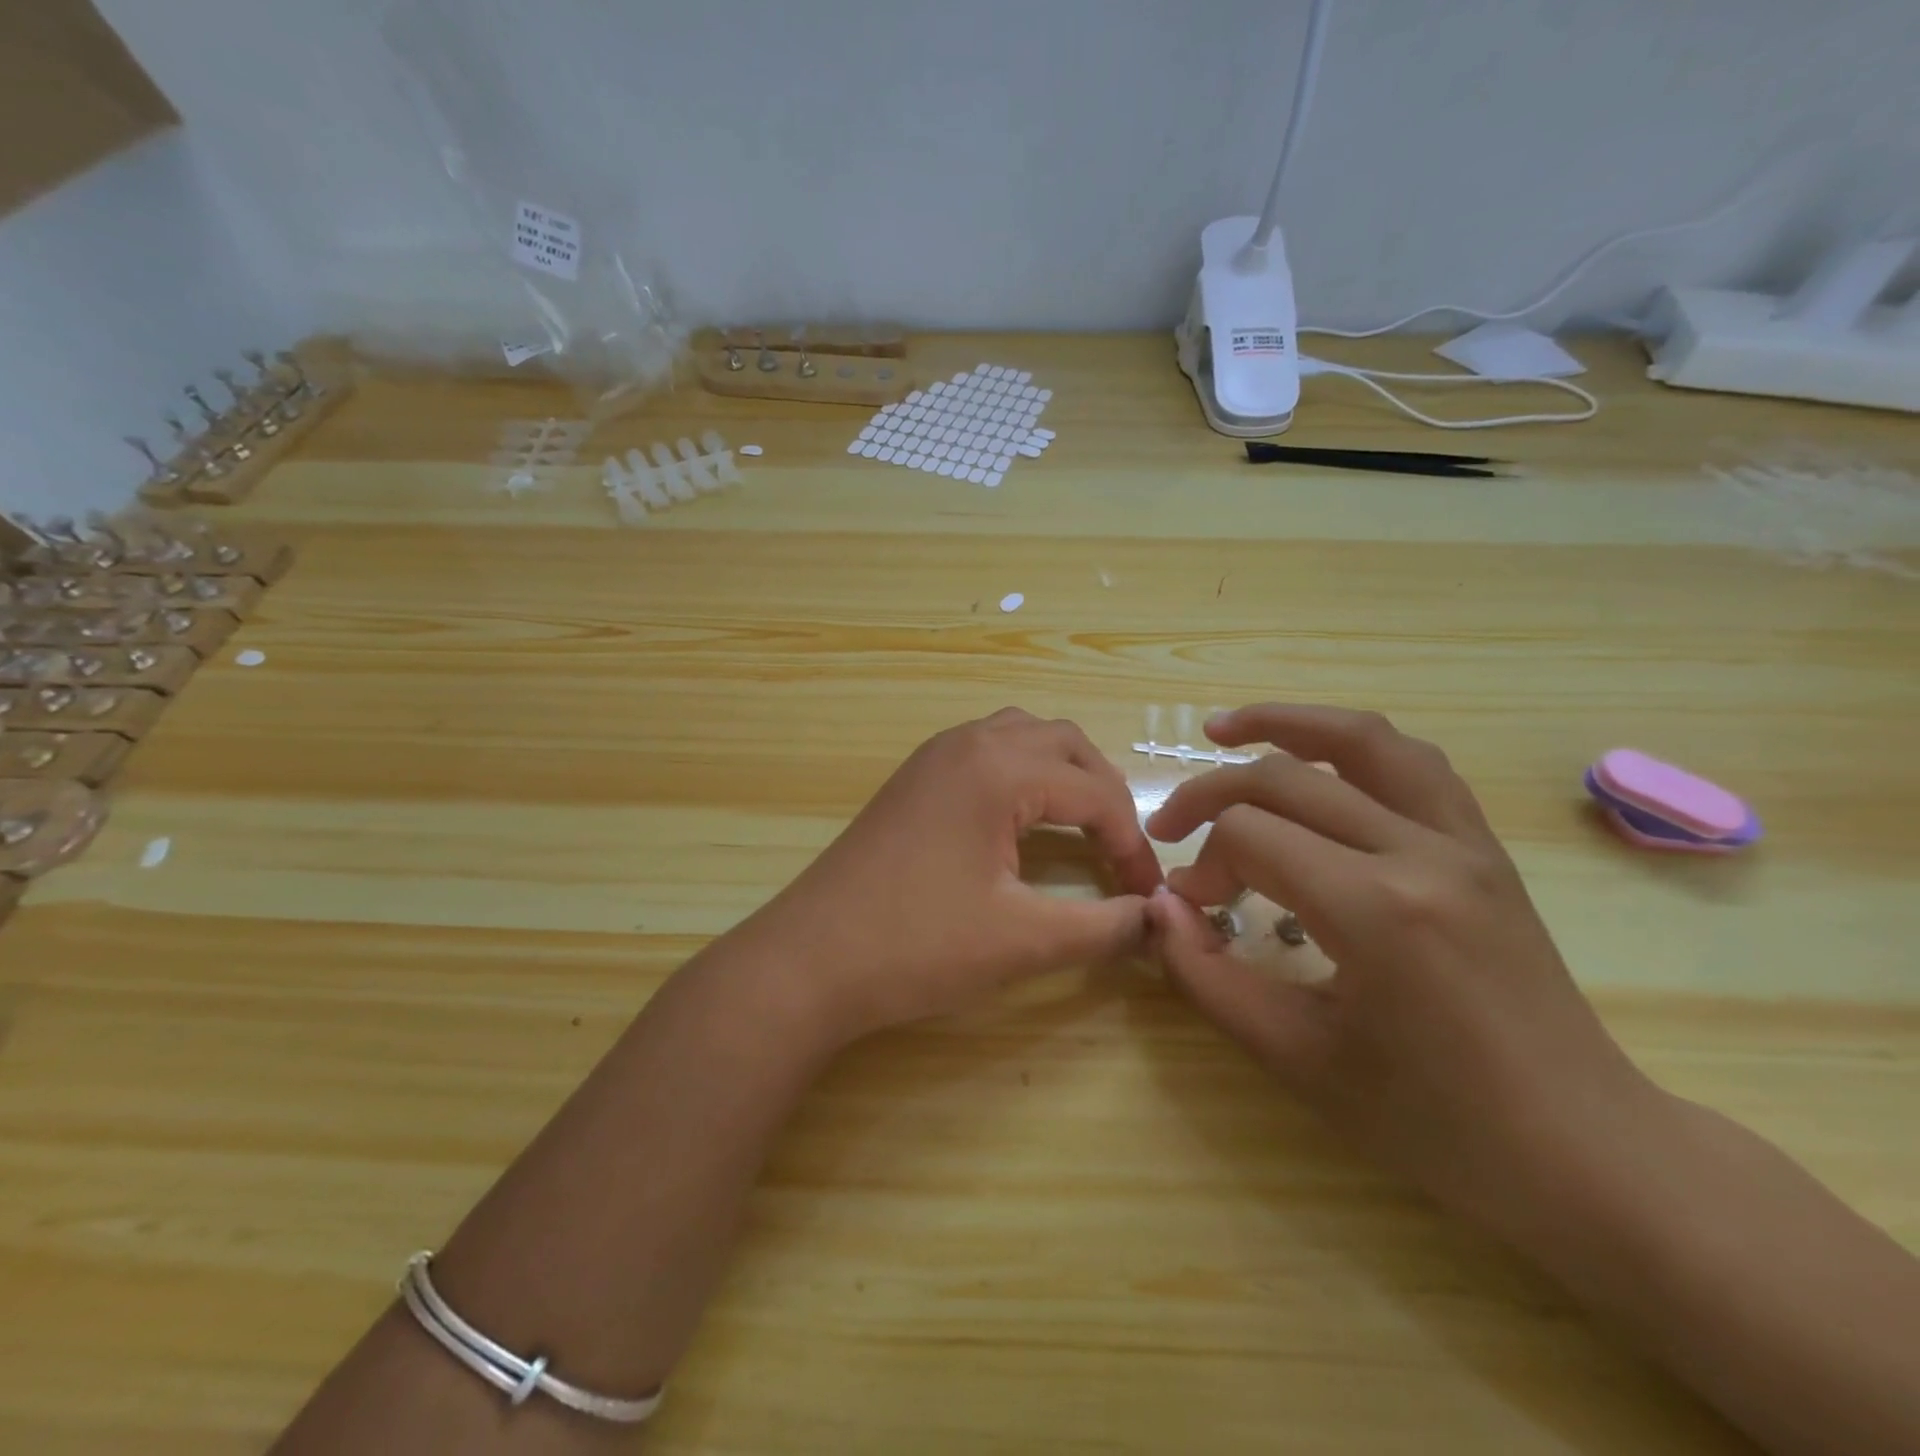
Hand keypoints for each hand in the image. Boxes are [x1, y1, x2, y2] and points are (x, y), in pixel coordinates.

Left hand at [733, 709, 1163, 1042]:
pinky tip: (1023, 819)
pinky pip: (986, 750)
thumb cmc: (917, 946)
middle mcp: (967, 744)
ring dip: (1062, 773)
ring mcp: (933, 756)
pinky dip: (1022, 773)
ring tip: (1081, 824)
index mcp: (998, 769)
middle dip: (1104, 792)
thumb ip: (1102, 927)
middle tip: (1119, 849)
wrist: (810, 961)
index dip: (1131, 844)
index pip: (1094, 793)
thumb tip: (1155, 920)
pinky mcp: (912, 778)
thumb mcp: (1022, 941)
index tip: (1146, 894)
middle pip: (1064, 744)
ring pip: (1022, 736)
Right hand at [1144, 704, 1657, 1234]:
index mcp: (1377, 911)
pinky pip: (1413, 764)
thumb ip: (1208, 977)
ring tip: (1226, 727)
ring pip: (1363, 739)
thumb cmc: (1433, 1122)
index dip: (1201, 863)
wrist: (1582, 1149)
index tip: (1190, 907)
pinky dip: (1351, 746)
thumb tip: (1159, 910)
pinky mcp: (1485, 847)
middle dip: (1211, 793)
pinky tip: (1316, 760)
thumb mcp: (1297, 1059)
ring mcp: (1464, 841)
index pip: (1251, 836)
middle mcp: (1423, 853)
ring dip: (1286, 722)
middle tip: (1169, 825)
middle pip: (1288, 778)